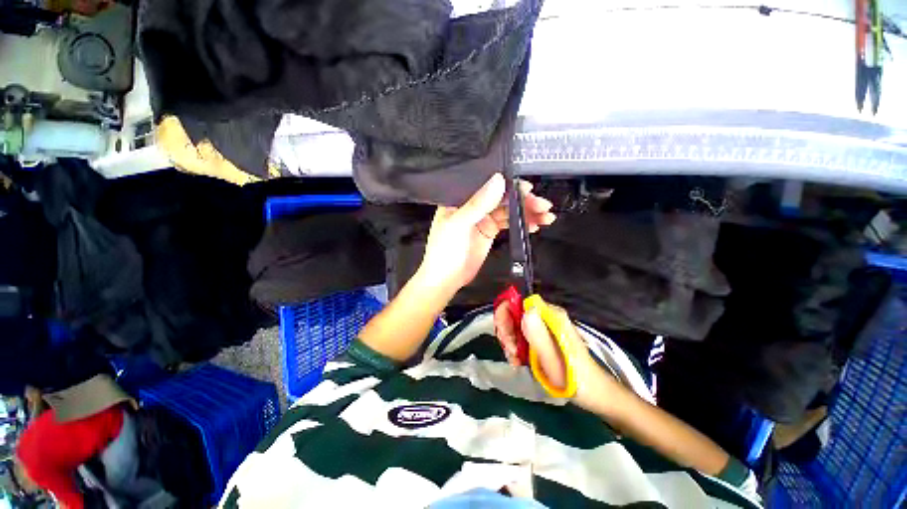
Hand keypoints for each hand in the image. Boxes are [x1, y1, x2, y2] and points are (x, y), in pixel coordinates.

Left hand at [417, 173, 555, 291]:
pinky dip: (521, 223)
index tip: (527, 187)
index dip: (508, 184)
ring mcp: (482, 219)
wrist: (445, 279)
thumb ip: (478, 204)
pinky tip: (534, 225)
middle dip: (523, 200)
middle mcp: (472, 205)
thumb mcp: (458, 225)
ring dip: (526, 212)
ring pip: (507, 210)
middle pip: (501, 197)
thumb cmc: (444, 251)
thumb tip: (499, 180)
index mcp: (460, 199)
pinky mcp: (489, 231)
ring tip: (545, 216)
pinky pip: (508, 223)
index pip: (486, 185)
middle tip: (542, 205)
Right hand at [495, 302, 618, 409]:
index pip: (519, 302)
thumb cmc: (572, 376)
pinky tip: (518, 361)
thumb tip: (527, 310)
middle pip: (514, 313)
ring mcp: (543, 327)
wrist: (591, 393)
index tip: (506, 337)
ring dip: (510, 342)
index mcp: (550, 315)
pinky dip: (515, 348)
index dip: (506, 315)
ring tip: (515, 359)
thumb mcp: (552, 357)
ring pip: (515, 326)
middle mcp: (545, 316)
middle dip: (507, 332)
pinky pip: (520, 336)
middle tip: (511, 352)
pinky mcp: (542, 338)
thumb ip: (538, 333)